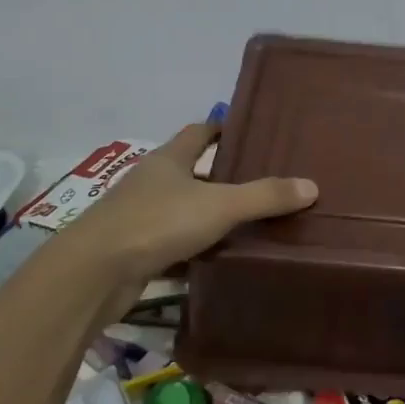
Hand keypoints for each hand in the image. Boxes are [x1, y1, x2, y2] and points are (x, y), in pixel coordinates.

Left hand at [58, 122, 317, 281]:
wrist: (92, 274)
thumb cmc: (156, 223)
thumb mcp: (219, 206)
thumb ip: (264, 196)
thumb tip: (311, 186)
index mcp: (169, 159)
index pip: (199, 132)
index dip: (222, 129)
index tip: (250, 131)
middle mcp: (152, 182)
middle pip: (191, 171)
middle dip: (222, 175)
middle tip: (262, 181)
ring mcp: (139, 217)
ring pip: (183, 209)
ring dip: (208, 215)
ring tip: (249, 222)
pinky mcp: (134, 251)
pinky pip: (173, 244)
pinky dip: (195, 249)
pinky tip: (219, 259)